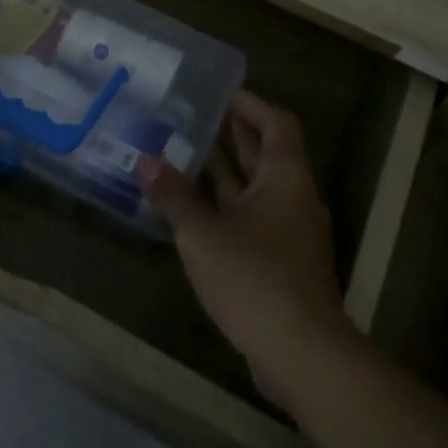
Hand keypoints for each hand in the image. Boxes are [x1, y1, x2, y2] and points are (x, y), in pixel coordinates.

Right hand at [138, 90, 352, 411]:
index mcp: (285, 179)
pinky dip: (228, 205)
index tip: (221, 93)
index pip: (276, 124)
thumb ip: (173, 195)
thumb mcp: (202, 233)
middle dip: (234, 134)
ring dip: (227, 171)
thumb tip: (145, 160)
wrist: (302, 354)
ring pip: (258, 189)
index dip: (251, 105)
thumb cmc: (254, 278)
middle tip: (196, 116)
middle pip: (267, 154)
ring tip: (188, 153)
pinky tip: (196, 209)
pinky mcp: (283, 263)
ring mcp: (291, 234)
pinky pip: (254, 218)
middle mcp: (294, 199)